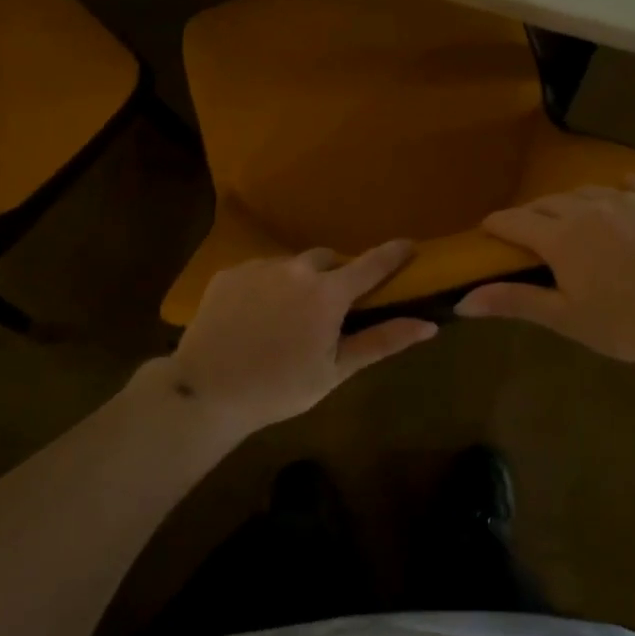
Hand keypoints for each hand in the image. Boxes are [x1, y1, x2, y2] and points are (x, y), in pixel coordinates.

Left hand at [168, 241, 436, 434]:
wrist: (206, 390)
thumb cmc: (280, 388)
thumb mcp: (336, 371)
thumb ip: (382, 341)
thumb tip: (428, 325)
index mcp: (328, 294)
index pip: (371, 264)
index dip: (393, 253)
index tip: (409, 245)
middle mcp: (296, 269)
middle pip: (327, 260)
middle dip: (335, 276)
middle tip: (328, 308)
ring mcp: (260, 267)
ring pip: (291, 265)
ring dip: (297, 281)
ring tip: (284, 317)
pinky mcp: (230, 272)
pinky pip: (259, 271)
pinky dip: (266, 287)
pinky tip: (254, 317)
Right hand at [456, 176, 634, 363]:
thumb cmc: (625, 321)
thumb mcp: (565, 318)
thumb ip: (514, 302)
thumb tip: (462, 301)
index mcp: (559, 237)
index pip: (514, 221)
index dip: (496, 225)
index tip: (487, 232)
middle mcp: (586, 208)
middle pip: (546, 203)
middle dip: (531, 216)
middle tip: (529, 236)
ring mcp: (625, 199)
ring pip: (584, 191)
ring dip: (570, 204)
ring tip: (572, 220)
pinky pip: (631, 184)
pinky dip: (619, 190)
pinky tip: (621, 196)